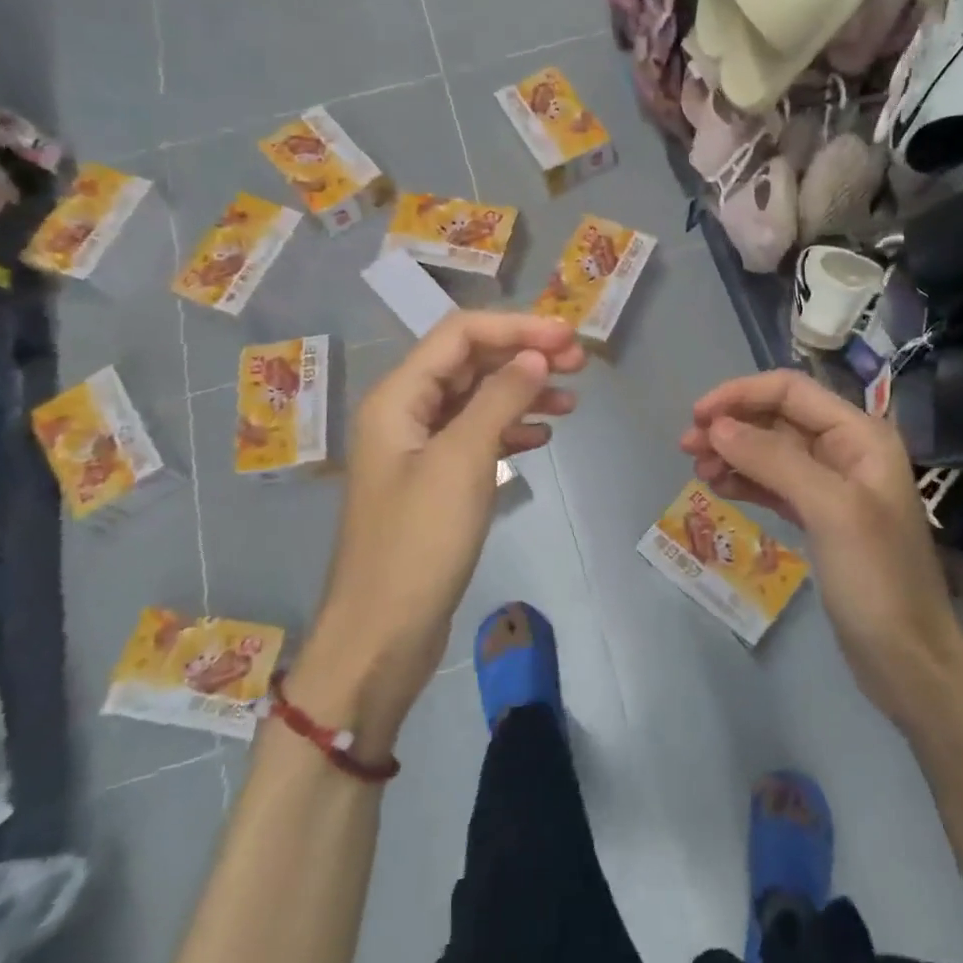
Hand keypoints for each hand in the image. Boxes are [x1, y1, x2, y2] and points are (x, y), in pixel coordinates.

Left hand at [293, 312, 584, 751]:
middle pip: (470, 363)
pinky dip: (511, 429)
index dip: (516, 327)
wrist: (382, 635)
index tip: (568, 337)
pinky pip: (477, 437)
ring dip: (523, 392)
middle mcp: (405, 412)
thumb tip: (536, 356)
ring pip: (478, 399)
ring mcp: (420, 448)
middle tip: (580, 363)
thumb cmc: (418, 543)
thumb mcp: (462, 461)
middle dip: (523, 355)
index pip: (461, 335)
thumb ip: (500, 399)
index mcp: (399, 397)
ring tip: (573, 400)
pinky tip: (542, 436)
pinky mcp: (436, 482)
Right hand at [679, 371, 962, 734]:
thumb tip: (716, 426)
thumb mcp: (829, 510)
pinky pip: (774, 485)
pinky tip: (719, 488)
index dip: (741, 395)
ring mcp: (833, 487)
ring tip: (697, 472)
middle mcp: (848, 451)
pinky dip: (745, 481)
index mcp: (861, 436)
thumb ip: (774, 460)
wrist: (907, 660)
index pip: (791, 391)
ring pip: (772, 452)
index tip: (697, 417)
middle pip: (779, 418)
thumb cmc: (877, 578)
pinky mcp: (819, 519)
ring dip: (733, 454)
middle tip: (686, 448)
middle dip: (732, 425)